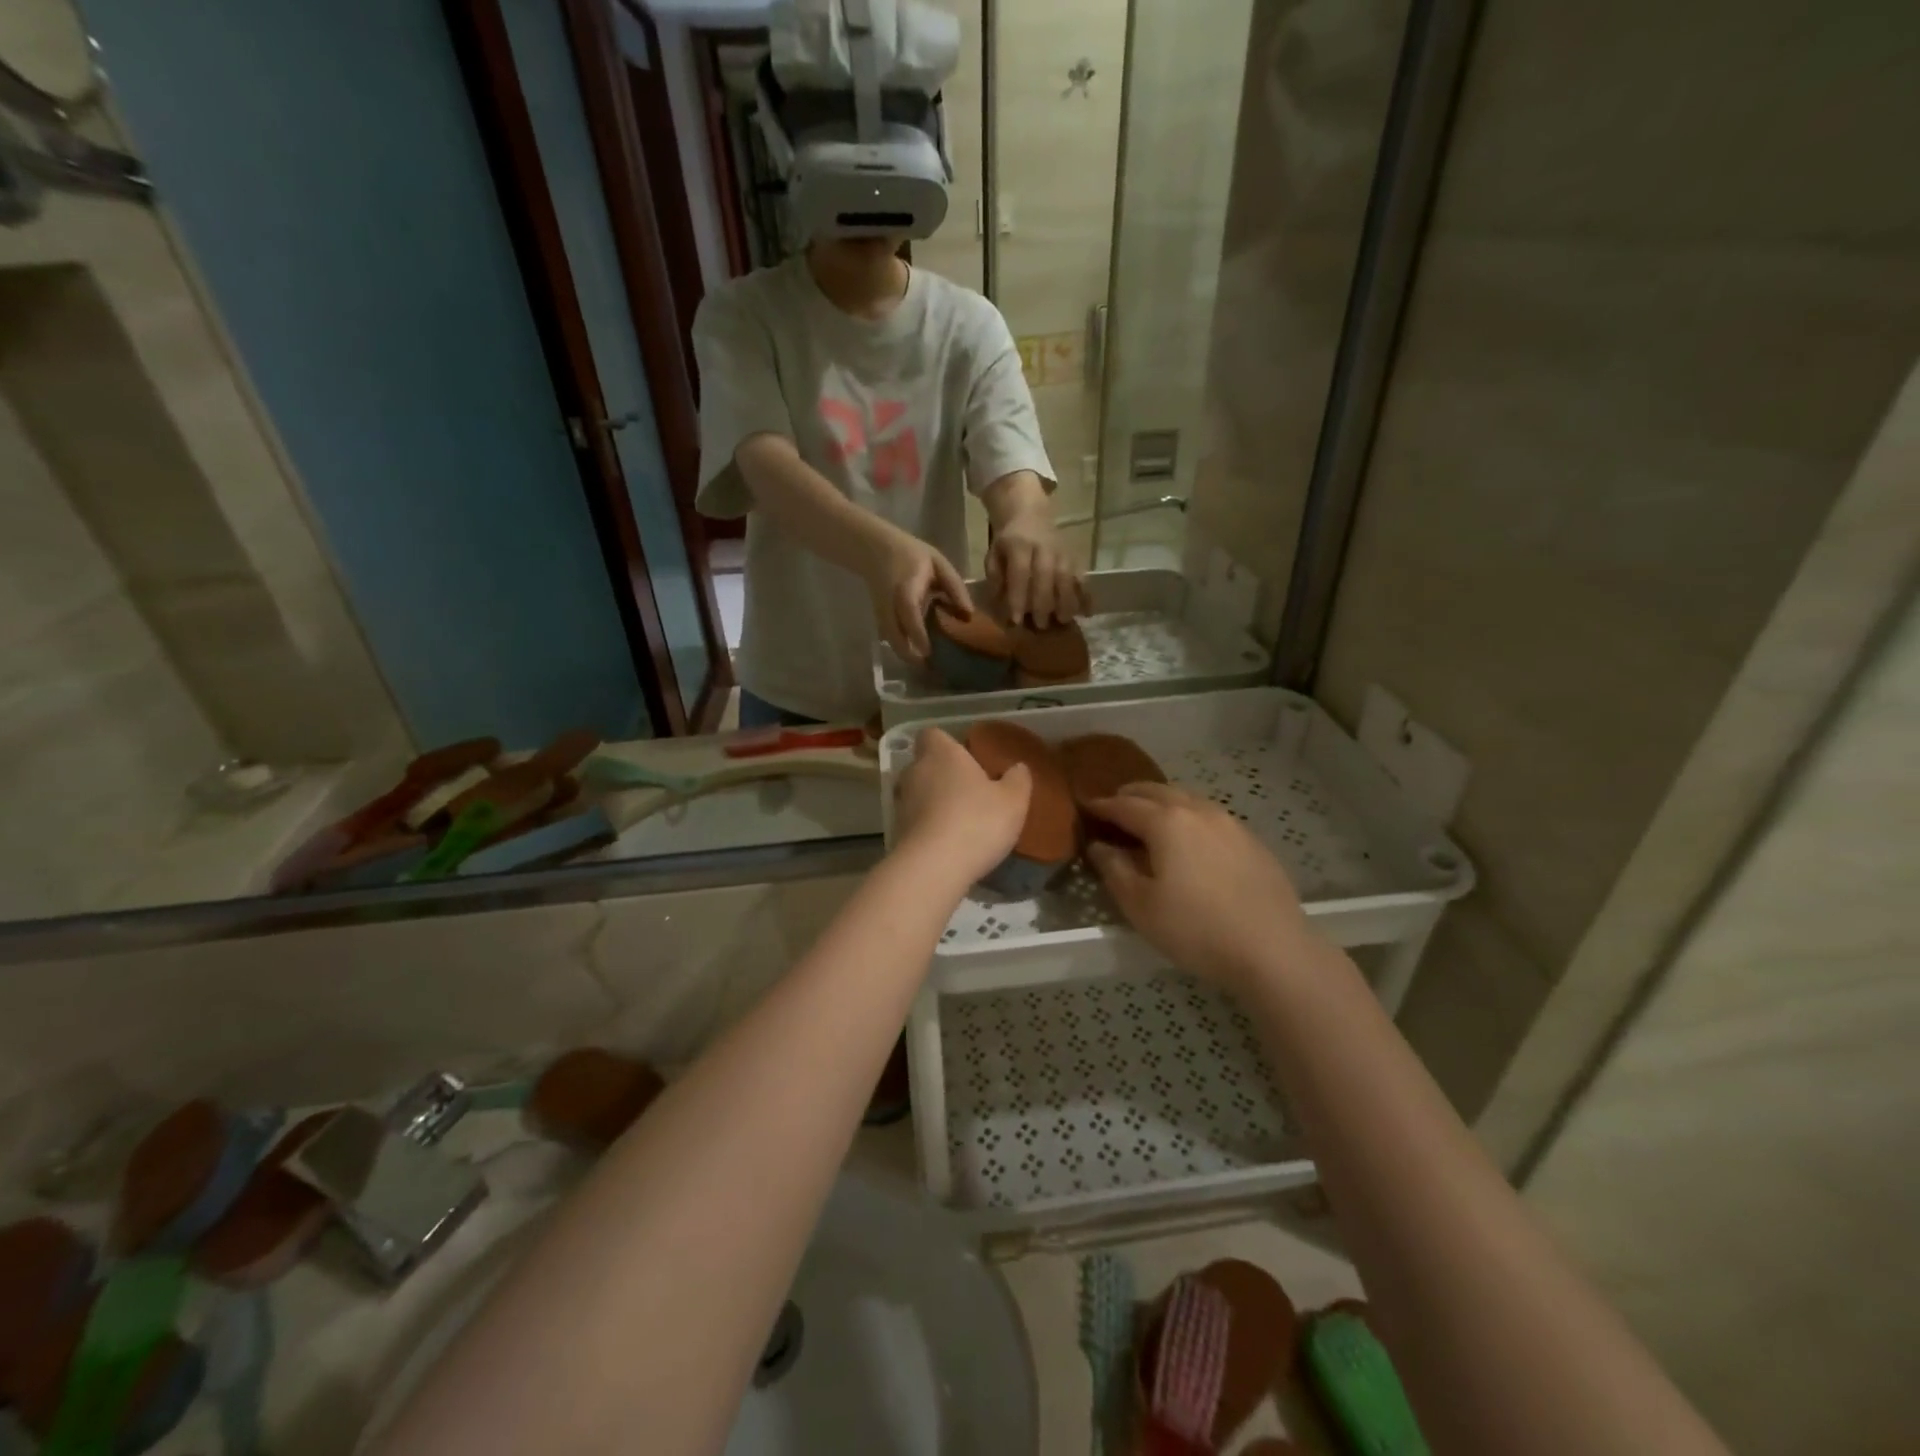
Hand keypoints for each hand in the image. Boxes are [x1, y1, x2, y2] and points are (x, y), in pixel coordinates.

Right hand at [865, 528, 972, 661]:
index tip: (929, 652)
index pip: (909, 613)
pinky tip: (919, 653)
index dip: (918, 634)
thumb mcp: (937, 563)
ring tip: (929, 665)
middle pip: (895, 637)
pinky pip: (891, 639)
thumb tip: (968, 615)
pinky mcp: (880, 619)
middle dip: (911, 656)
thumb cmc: (911, 554)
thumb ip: (954, 587)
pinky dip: (904, 649)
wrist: (875, 550)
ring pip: (892, 642)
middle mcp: (890, 605)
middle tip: (934, 668)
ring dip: (908, 656)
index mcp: (906, 589)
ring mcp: (882, 614)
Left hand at [893, 727, 1030, 886]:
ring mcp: (901, 802)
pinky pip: (914, 820)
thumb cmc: (977, 822)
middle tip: (968, 790)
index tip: (966, 757)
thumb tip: (1018, 767)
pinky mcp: (896, 832)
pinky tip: (948, 842)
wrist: (933, 867)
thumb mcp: (1013, 800)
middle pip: (925, 764)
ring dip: (933, 802)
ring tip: (959, 819)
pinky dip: (928, 826)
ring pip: (917, 793)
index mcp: (941, 754)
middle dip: (942, 774)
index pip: (932, 734)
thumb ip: (1018, 779)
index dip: (947, 743)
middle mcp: (915, 771)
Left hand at [986, 511, 1085, 627]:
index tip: (1016, 620)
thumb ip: (996, 580)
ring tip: (1064, 620)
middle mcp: (1043, 547)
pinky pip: (1082, 576)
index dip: (1018, 597)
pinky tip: (1087, 612)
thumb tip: (1001, 607)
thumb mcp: (994, 556)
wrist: (1029, 515)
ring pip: (1067, 576)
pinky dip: (1086, 595)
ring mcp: (1062, 552)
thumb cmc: (1008, 543)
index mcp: (1019, 545)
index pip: (1020, 572)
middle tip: (1041, 625)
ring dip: (1067, 600)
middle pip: (1047, 575)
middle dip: (1044, 603)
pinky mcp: (1075, 557)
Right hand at [1085, 783, 1312, 991]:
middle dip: (1131, 795)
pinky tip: (1189, 839)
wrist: (1273, 950)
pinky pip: (1210, 816)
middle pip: (1157, 791)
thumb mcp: (1141, 906)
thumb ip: (1115, 870)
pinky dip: (1189, 816)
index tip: (1086, 806)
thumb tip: (1100, 846)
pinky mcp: (1252, 840)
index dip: (1102, 805)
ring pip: (1187, 798)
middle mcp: (1198, 811)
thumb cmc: (1196, 929)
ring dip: (1162, 802)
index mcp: (1167, 822)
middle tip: (1114, 806)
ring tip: (1149, 819)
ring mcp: (1230, 823)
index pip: (1125, 805)